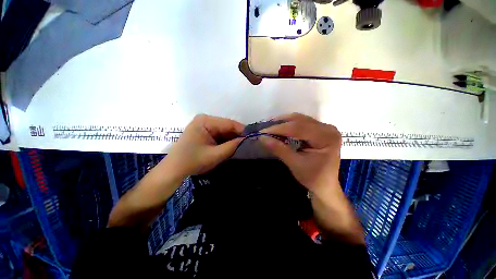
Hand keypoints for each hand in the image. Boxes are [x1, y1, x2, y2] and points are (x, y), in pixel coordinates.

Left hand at [164, 114, 244, 176]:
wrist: (174, 170)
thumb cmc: (192, 162)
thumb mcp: (215, 155)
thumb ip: (232, 146)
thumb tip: (247, 140)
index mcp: (205, 121)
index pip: (229, 123)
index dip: (242, 131)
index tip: (253, 138)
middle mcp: (205, 120)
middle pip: (227, 126)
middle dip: (237, 136)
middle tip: (249, 143)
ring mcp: (204, 126)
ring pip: (224, 131)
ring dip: (232, 139)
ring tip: (243, 146)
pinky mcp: (204, 132)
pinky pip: (219, 135)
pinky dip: (226, 141)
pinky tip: (233, 146)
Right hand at [260, 113, 341, 196]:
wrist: (325, 185)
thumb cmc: (313, 178)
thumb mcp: (295, 164)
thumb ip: (279, 149)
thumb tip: (262, 138)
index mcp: (326, 138)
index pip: (298, 128)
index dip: (278, 128)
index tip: (262, 132)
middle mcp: (328, 129)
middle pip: (300, 120)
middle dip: (280, 123)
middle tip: (265, 128)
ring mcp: (325, 128)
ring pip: (300, 119)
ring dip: (284, 122)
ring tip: (270, 127)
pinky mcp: (320, 130)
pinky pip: (302, 122)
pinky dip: (289, 124)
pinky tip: (280, 127)